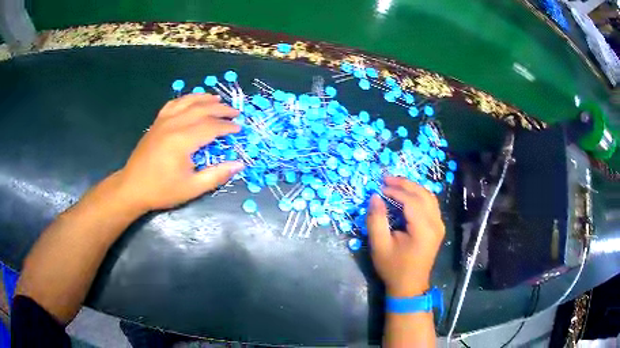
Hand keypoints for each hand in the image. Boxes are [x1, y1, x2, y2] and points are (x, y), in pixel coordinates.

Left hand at [115, 94, 244, 212]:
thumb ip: (216, 175)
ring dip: (205, 99)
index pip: (211, 127)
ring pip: (187, 102)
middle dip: (221, 109)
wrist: (132, 188)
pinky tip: (191, 101)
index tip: (239, 129)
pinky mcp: (157, 123)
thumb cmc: (162, 190)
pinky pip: (173, 104)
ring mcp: (163, 121)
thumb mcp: (191, 188)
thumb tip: (238, 165)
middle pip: (202, 109)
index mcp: (183, 141)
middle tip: (235, 113)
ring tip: (218, 99)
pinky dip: (185, 99)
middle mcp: (174, 125)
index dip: (227, 127)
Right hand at [367, 176, 444, 296]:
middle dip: (405, 184)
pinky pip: (431, 204)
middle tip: (386, 179)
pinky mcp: (438, 227)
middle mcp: (436, 224)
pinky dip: (419, 196)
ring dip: (413, 188)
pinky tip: (407, 195)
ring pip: (429, 197)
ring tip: (395, 184)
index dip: (395, 191)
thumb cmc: (393, 268)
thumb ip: (376, 220)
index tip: (380, 187)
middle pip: (423, 195)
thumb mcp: (379, 246)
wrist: (410, 286)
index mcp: (424, 229)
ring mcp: (439, 225)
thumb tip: (375, 197)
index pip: (411, 201)